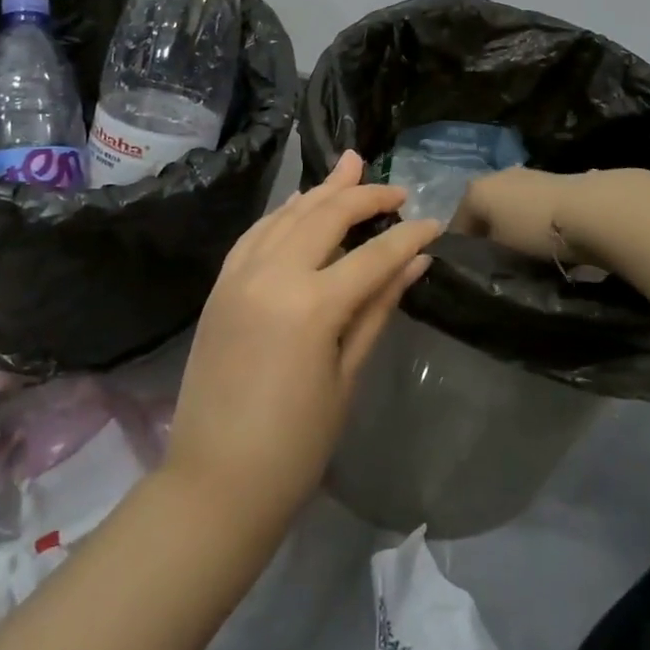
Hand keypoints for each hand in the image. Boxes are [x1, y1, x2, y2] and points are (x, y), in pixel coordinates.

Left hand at [166, 150, 441, 529]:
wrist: (215, 481)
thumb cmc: (295, 445)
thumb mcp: (347, 376)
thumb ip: (378, 308)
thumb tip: (415, 262)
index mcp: (312, 305)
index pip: (373, 254)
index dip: (409, 236)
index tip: (434, 224)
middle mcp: (272, 275)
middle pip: (326, 215)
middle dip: (365, 196)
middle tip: (396, 190)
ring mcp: (239, 276)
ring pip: (287, 214)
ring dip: (322, 191)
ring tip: (351, 167)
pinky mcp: (220, 286)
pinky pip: (255, 234)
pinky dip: (282, 213)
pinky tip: (300, 204)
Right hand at [450, 166, 612, 265]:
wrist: (592, 210)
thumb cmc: (534, 230)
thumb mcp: (499, 250)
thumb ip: (481, 255)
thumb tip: (478, 261)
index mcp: (475, 191)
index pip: (456, 227)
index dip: (460, 253)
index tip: (472, 275)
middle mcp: (496, 176)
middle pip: (483, 213)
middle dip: (487, 236)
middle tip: (497, 265)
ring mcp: (525, 175)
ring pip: (508, 208)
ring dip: (511, 228)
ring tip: (524, 255)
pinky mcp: (552, 181)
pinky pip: (531, 207)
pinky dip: (532, 222)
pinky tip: (545, 240)